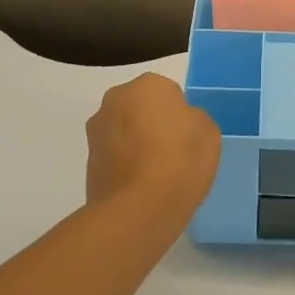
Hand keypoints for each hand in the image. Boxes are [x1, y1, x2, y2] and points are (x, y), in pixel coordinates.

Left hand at [86, 73, 221, 212]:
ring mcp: (96, 131)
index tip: (187, 136)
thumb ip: (191, 118)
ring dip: (136, 144)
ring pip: (124, 131)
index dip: (180, 115)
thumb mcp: (208, 131)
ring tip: (156, 174)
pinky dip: (125, 165)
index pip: (168, 92)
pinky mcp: (87, 162)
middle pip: (140, 107)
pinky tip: (141, 187)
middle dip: (152, 123)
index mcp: (147, 85)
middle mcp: (115, 100)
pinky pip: (114, 156)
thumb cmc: (180, 160)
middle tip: (173, 151)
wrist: (140, 209)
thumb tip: (176, 125)